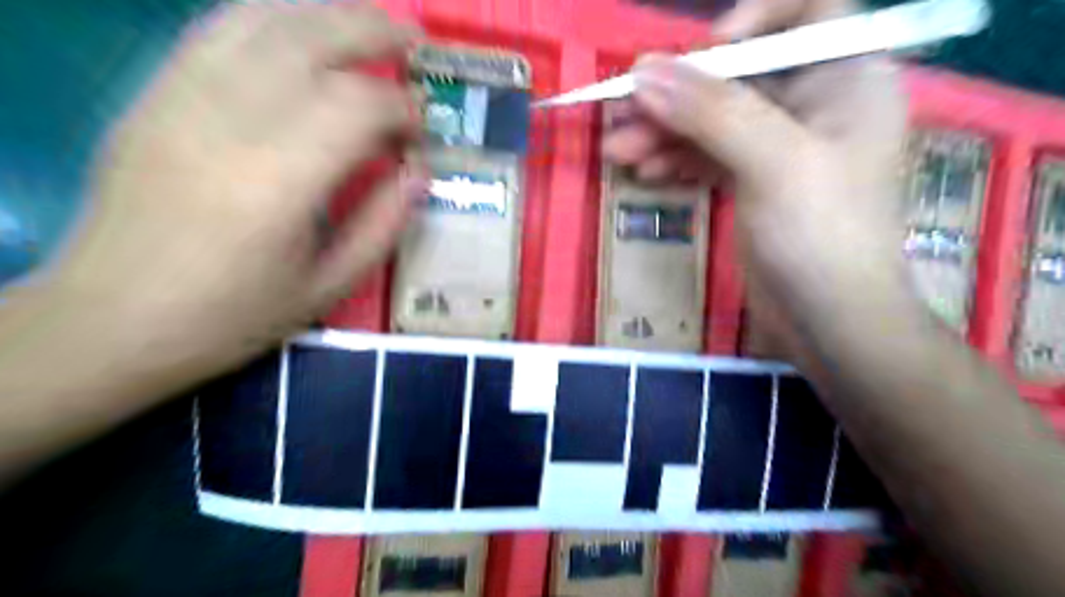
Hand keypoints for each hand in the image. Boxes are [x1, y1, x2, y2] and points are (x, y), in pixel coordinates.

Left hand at [49, 0, 425, 371]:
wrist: (112, 319)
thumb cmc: (233, 314)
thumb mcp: (329, 286)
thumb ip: (384, 224)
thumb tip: (418, 172)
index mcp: (280, 180)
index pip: (358, 106)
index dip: (403, 109)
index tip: (421, 130)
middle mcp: (230, 120)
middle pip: (312, 40)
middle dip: (375, 32)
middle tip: (415, 43)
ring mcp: (182, 97)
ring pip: (263, 20)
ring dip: (327, 14)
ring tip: (368, 25)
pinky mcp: (155, 94)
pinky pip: (216, 30)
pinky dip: (270, 18)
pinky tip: (300, 30)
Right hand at [608, 1, 914, 353]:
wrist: (828, 321)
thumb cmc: (820, 235)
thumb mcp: (772, 162)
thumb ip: (711, 111)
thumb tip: (644, 72)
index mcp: (845, 80)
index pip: (805, 15)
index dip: (752, 23)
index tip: (702, 55)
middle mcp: (814, 106)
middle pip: (737, 76)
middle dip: (678, 95)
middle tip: (621, 112)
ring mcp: (779, 148)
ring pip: (713, 121)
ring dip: (664, 132)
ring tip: (617, 150)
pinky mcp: (753, 183)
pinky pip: (708, 156)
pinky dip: (676, 160)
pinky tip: (644, 172)